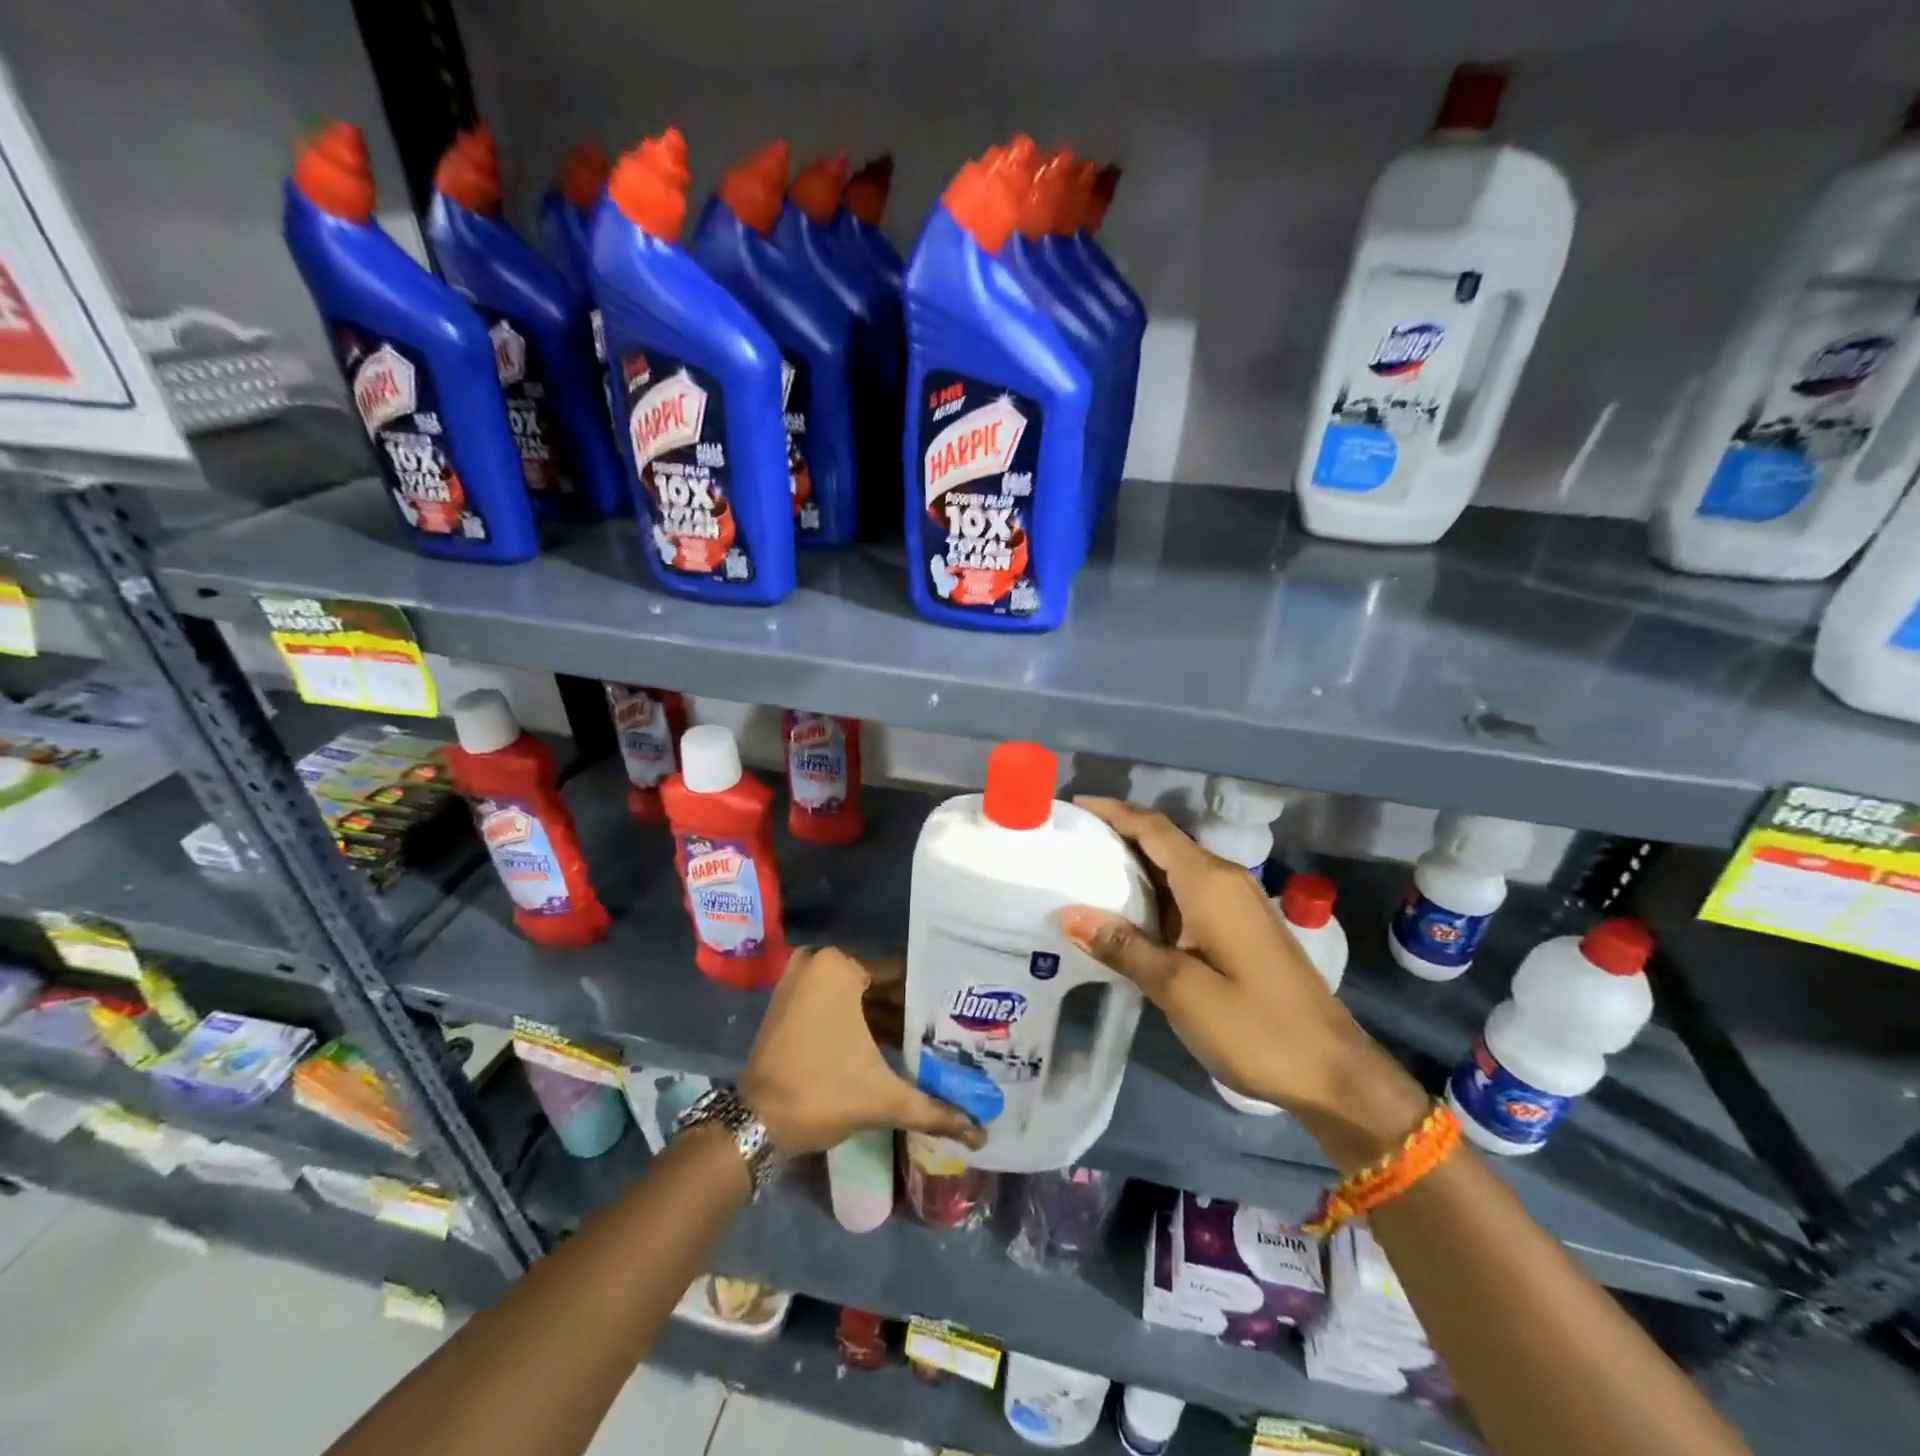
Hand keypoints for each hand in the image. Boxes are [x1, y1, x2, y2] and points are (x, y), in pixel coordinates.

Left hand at [739, 947, 985, 1156]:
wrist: (755, 1123)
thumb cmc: (820, 1094)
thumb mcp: (883, 1098)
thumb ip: (935, 1109)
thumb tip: (982, 1136)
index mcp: (840, 967)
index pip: (901, 974)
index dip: (931, 996)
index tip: (958, 1011)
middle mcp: (819, 962)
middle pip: (879, 984)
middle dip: (910, 1010)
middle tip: (949, 1028)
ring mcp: (800, 980)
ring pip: (858, 995)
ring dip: (887, 1018)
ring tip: (928, 1039)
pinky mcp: (790, 1002)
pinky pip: (837, 1003)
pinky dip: (861, 1022)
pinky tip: (893, 1045)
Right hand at [1058, 799, 1426, 1162]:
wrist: (1332, 1071)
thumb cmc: (1254, 1026)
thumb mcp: (1179, 989)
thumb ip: (1124, 946)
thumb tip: (1068, 913)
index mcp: (1209, 882)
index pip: (1152, 828)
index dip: (1112, 812)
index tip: (1072, 807)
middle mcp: (1224, 880)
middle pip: (1163, 842)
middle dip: (1116, 836)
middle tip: (1067, 846)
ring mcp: (1237, 904)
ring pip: (1175, 869)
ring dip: (1133, 867)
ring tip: (1084, 876)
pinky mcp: (1241, 928)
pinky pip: (1188, 893)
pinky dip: (1153, 893)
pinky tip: (1128, 916)